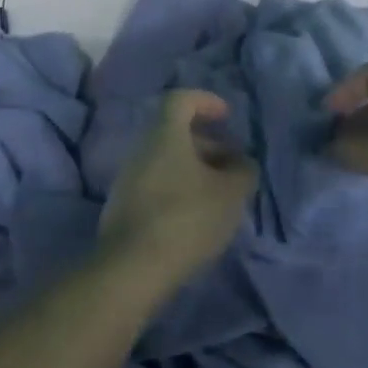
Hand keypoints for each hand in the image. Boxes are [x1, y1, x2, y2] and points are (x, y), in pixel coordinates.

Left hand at [98, 90, 257, 288]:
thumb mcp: (231, 193)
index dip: (206, 102)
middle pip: (174, 134)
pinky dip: (179, 190)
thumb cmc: (187, 218)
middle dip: (208, 144)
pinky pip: (156, 185)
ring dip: (195, 170)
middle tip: (233, 166)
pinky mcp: (123, 209)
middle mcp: (141, 150)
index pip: (181, 100)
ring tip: (221, 196)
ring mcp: (128, 180)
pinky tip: (197, 217)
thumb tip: (242, 163)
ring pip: (166, 162)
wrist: (133, 268)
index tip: (227, 116)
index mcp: (165, 136)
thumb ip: (243, 171)